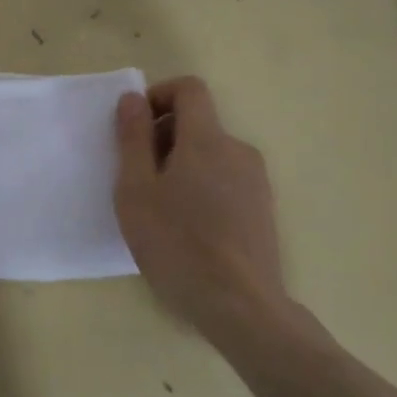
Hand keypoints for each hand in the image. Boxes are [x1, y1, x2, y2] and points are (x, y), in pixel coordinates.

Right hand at [114, 77, 289, 339]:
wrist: (241, 307)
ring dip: (182, 164)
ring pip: (211, 153)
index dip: (159, 96)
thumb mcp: (136, 189)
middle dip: (164, 136)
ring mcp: (256, 181)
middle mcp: (238, 150)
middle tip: (138, 176)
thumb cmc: (178, 244)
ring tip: (160, 208)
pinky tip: (188, 228)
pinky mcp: (263, 209)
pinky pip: (226, 179)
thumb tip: (132, 98)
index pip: (189, 88)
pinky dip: (202, 186)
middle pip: (198, 122)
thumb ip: (133, 138)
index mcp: (207, 139)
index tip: (136, 128)